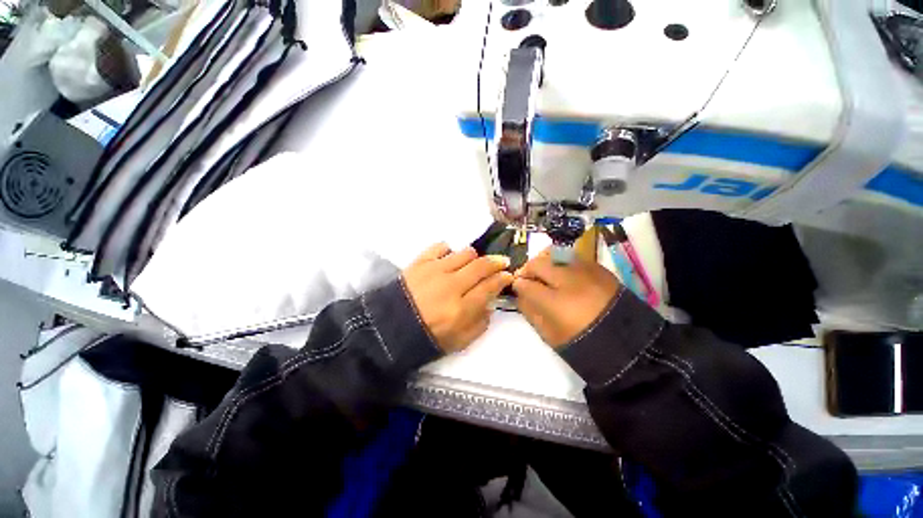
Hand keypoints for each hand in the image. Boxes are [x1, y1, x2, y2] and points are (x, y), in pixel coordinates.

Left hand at [403, 243, 513, 352]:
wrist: (389, 329)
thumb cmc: (427, 337)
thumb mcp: (459, 342)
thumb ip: (480, 324)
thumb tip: (490, 305)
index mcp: (461, 309)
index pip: (490, 286)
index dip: (503, 279)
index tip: (508, 275)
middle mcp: (451, 286)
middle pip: (481, 266)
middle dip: (497, 262)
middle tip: (502, 262)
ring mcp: (434, 271)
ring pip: (465, 253)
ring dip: (474, 258)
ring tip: (473, 263)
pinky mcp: (420, 262)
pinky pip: (440, 247)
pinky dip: (449, 251)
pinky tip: (449, 259)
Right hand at [512, 249, 620, 348]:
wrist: (627, 343)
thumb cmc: (583, 343)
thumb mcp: (550, 334)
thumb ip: (530, 311)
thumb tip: (520, 294)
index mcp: (556, 303)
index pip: (526, 284)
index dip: (518, 285)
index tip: (517, 287)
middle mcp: (569, 281)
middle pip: (538, 263)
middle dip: (527, 269)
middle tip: (527, 278)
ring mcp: (586, 271)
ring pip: (554, 254)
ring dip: (543, 262)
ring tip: (544, 272)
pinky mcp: (598, 268)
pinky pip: (571, 257)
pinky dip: (561, 261)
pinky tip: (563, 273)